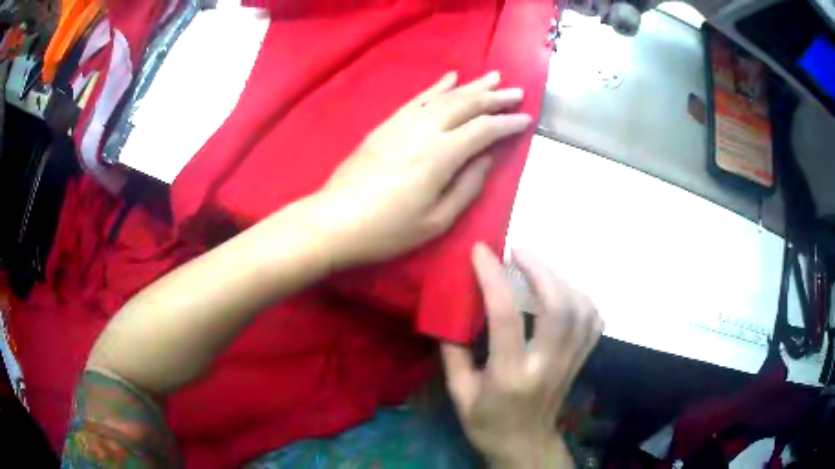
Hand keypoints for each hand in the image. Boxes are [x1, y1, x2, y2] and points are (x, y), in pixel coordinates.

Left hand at [316, 71, 530, 267]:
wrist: (336, 220)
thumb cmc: (388, 229)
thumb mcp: (437, 220)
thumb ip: (467, 186)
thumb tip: (487, 159)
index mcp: (441, 155)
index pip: (484, 130)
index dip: (508, 123)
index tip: (527, 119)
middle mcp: (424, 130)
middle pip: (466, 105)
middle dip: (495, 97)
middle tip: (516, 91)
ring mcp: (402, 123)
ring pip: (444, 96)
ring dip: (471, 86)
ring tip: (492, 77)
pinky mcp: (386, 124)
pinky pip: (417, 98)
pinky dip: (437, 87)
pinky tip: (450, 78)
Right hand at [442, 244, 602, 468]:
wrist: (525, 445)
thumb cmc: (487, 423)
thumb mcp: (459, 394)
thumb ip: (453, 353)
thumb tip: (449, 311)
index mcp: (510, 375)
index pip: (506, 318)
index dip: (494, 278)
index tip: (482, 251)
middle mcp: (547, 365)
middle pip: (558, 306)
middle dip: (539, 269)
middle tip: (517, 250)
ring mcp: (570, 362)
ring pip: (581, 309)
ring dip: (560, 279)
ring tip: (536, 267)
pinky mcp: (581, 361)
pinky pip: (592, 321)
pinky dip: (581, 297)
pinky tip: (563, 289)